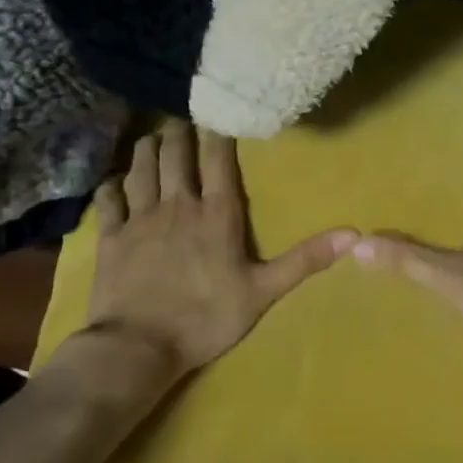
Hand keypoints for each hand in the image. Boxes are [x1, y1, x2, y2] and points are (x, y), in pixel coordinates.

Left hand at [85, 119, 356, 373]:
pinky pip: (109, 200)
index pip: (219, 160)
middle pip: (176, 155)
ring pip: (142, 169)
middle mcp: (178, 205)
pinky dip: (111, 186)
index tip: (217, 115)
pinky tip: (114, 181)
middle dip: (179, 133)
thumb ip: (304, 260)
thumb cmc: (206, 318)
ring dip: (147, 149)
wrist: (140, 346)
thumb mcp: (263, 292)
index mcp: (216, 214)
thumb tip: (353, 234)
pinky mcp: (112, 237)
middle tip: (181, 121)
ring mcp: (141, 218)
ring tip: (152, 137)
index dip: (218, 134)